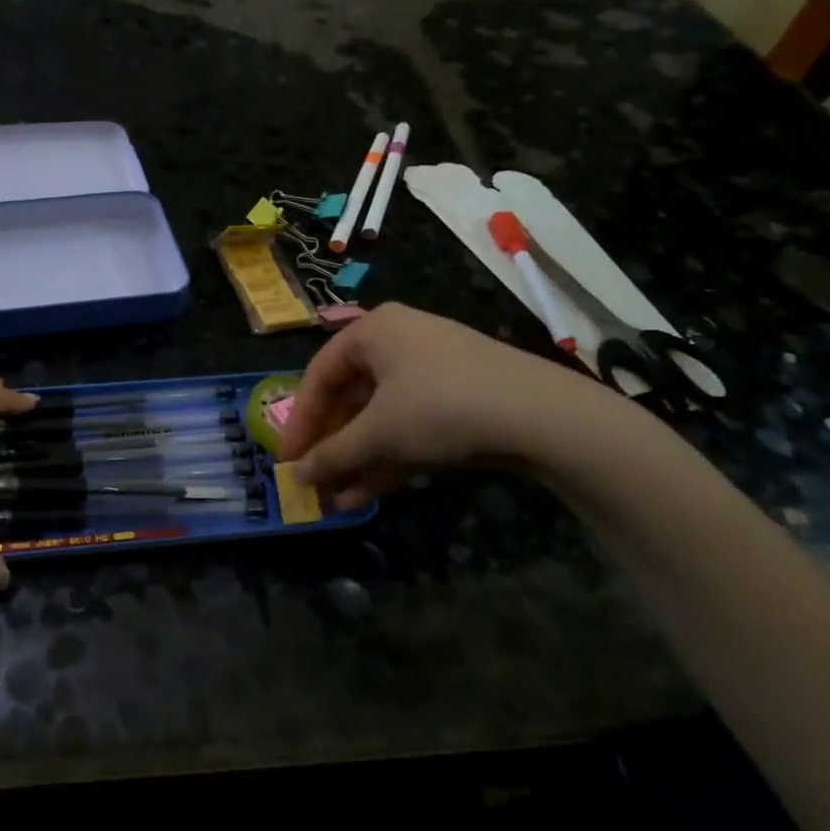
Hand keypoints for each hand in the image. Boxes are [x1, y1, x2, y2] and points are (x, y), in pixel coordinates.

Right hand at [278, 303, 615, 507]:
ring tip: (335, 499)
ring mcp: (433, 371)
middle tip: (313, 481)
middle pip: (350, 397)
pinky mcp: (460, 400)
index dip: (299, 421)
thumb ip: (333, 454)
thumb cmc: (439, 406)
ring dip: (356, 459)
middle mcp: (399, 342)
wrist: (542, 416)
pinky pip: (410, 427)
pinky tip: (365, 495)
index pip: (319, 375)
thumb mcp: (378, 433)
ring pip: (380, 418)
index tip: (287, 460)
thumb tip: (299, 476)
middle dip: (331, 445)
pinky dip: (387, 458)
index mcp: (373, 331)